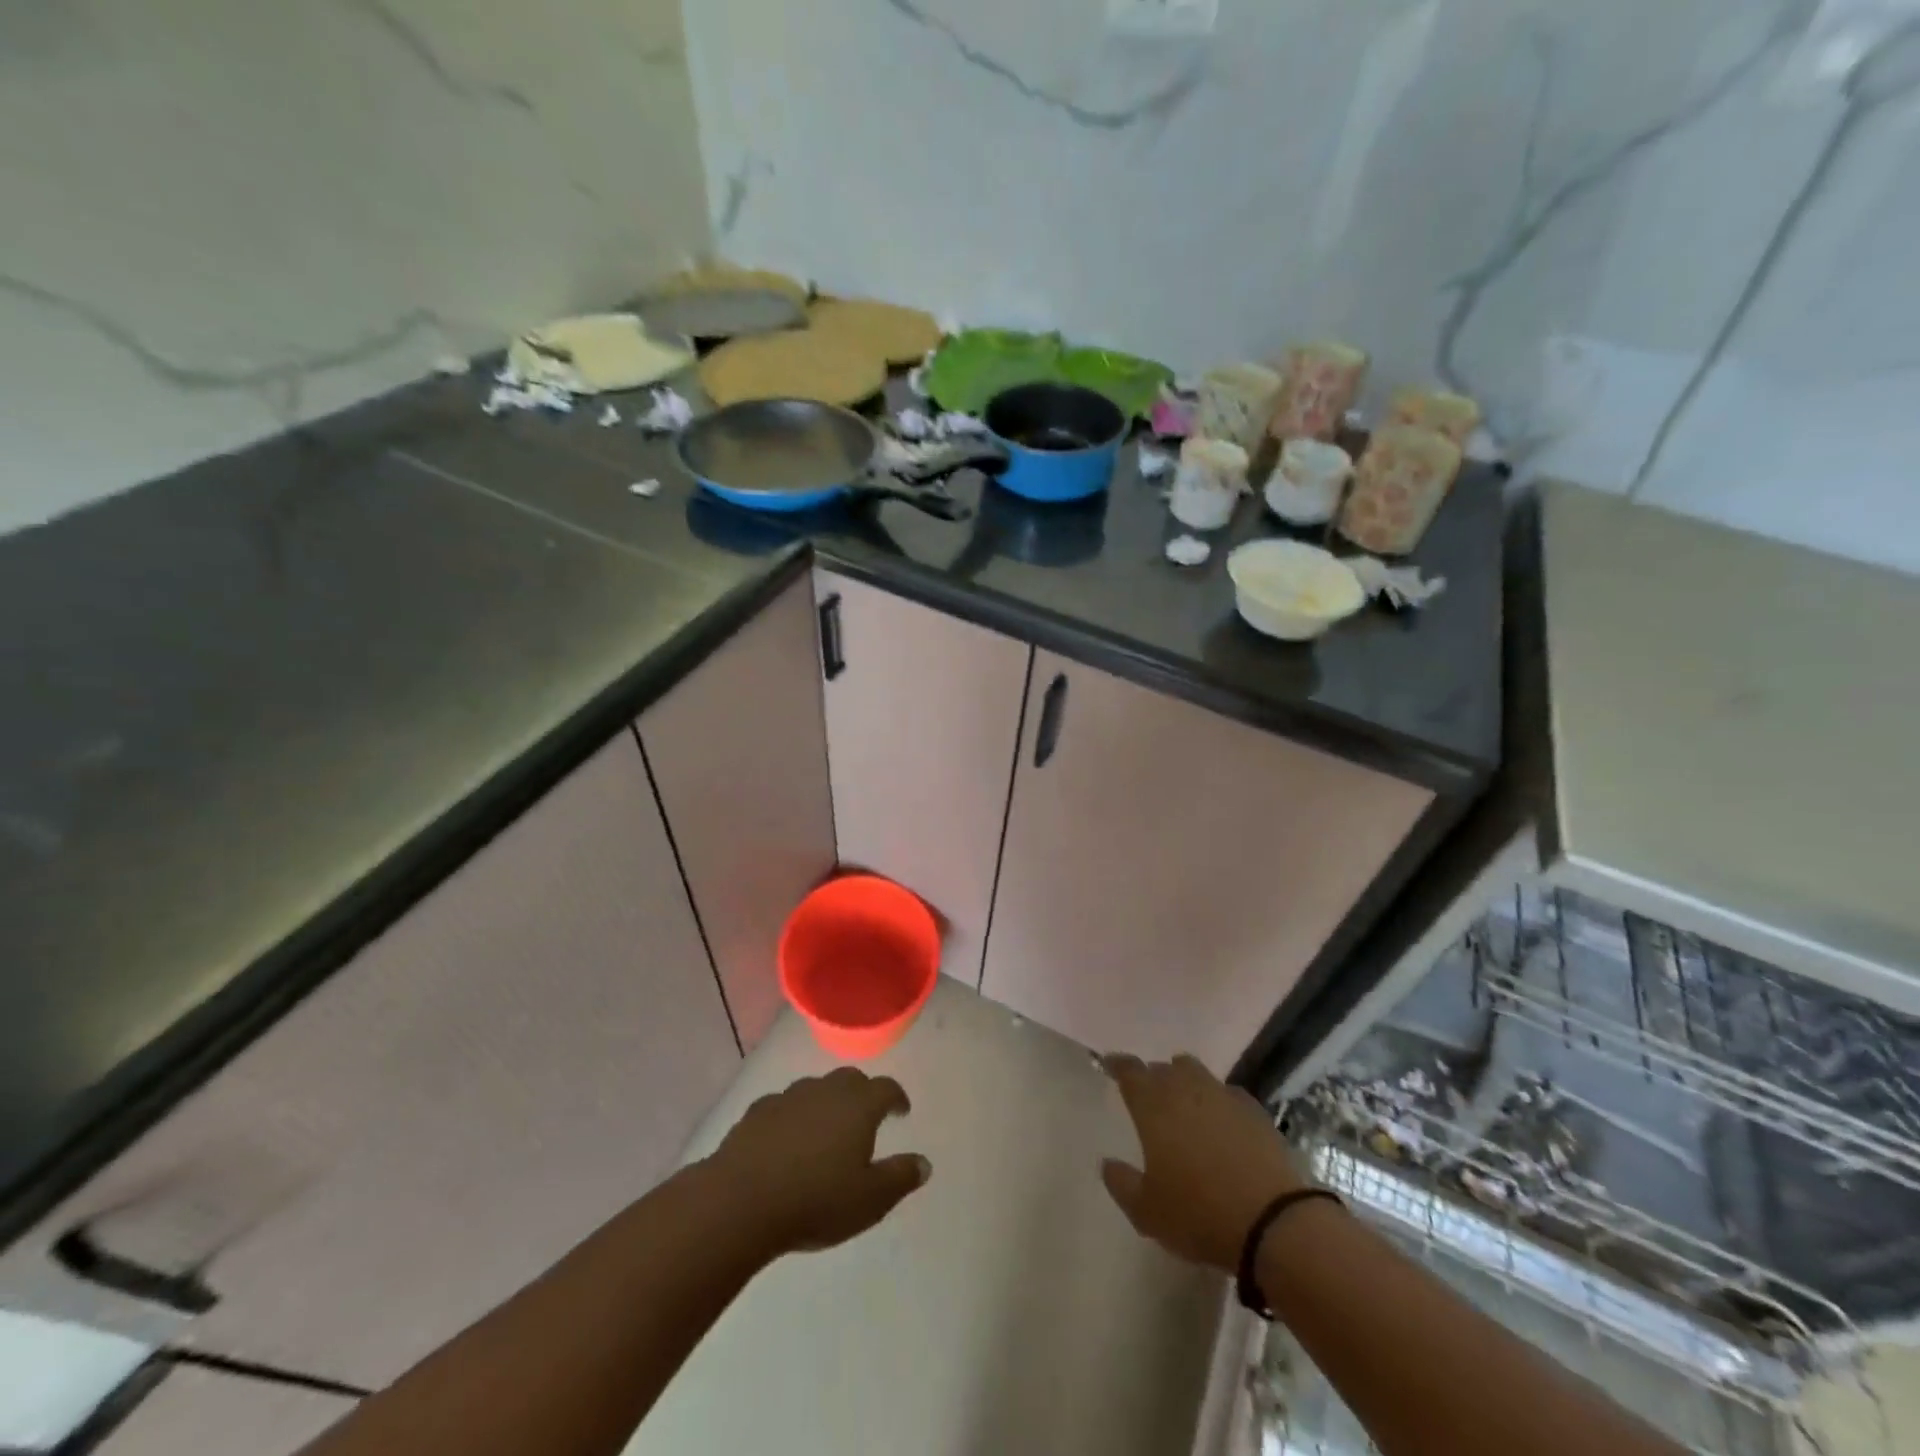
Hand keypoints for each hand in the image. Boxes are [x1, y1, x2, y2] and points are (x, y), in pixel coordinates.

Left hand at [707, 1066, 929, 1256]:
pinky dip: (793, 1116)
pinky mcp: (757, 1112)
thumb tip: (924, 1163)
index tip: (901, 1111)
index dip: (896, 1098)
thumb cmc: (816, 1200)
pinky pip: (784, 1106)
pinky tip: (787, 1139)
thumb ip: (900, 1177)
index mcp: (858, 1106)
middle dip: (862, 1093)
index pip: (886, 1088)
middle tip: (865, 1117)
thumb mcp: (870, 1200)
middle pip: (850, 1080)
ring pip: (815, 1089)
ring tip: (826, 1129)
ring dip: (826, 1103)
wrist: (740, 1202)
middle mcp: (825, 1090)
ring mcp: (788, 1097)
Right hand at [1100, 1053, 1306, 1272]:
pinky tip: (1221, 1121)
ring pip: (1196, 1072)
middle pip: (1164, 1068)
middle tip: (1149, 1096)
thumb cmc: (1200, 1215)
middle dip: (1153, 1076)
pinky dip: (1218, 1100)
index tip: (1110, 1066)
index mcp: (1154, 1106)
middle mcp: (1186, 1089)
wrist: (1275, 1222)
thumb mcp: (1147, 1212)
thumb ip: (1121, 1184)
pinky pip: (1228, 1093)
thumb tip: (1108, 1163)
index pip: (1130, 1071)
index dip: (1118, 1065)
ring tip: (1184, 1103)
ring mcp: (1223, 1096)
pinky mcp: (1255, 1110)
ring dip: (1185, 1081)